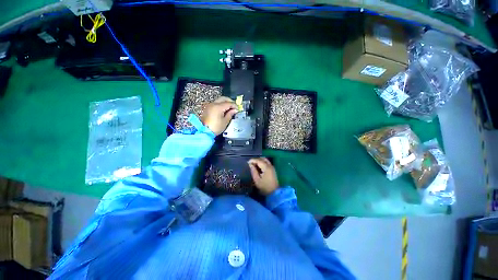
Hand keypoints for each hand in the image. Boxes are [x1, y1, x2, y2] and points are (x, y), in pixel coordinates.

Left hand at [201, 97, 237, 134]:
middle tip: (234, 106)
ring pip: (219, 100)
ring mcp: (209, 105)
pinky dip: (220, 105)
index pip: (229, 103)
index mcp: (218, 107)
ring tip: (229, 108)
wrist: (204, 132)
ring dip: (225, 102)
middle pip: (223, 98)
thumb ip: (230, 114)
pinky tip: (223, 110)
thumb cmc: (216, 127)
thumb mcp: (225, 121)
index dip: (234, 105)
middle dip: (230, 101)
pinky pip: (215, 103)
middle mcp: (213, 104)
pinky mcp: (207, 108)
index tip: (238, 109)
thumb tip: (234, 110)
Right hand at [248, 157, 278, 195]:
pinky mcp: (273, 170)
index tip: (247, 162)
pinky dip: (262, 163)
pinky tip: (258, 167)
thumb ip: (253, 171)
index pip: (259, 160)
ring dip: (259, 161)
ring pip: (265, 160)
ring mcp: (272, 167)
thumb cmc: (264, 187)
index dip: (252, 160)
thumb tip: (250, 164)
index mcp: (266, 168)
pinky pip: (267, 163)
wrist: (274, 193)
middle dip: (256, 159)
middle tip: (250, 163)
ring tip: (254, 165)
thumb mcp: (257, 180)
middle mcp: (270, 165)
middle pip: (263, 158)